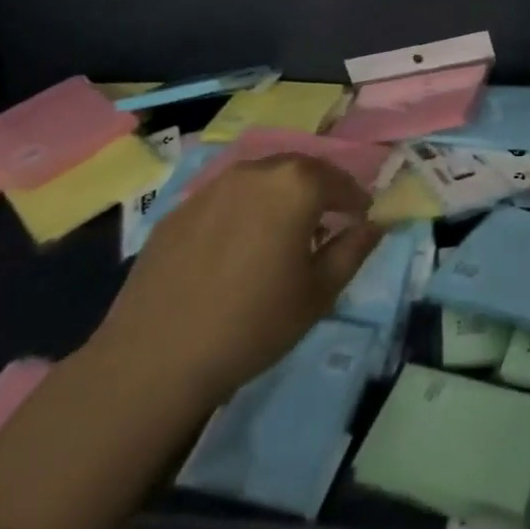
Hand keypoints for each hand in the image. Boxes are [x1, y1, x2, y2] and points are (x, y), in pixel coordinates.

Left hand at [90, 154, 384, 408]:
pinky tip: (237, 250)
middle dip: (319, 192)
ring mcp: (212, 188)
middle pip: (299, 171)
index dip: (356, 201)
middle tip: (326, 224)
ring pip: (260, 182)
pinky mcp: (178, 210)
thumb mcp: (319, 292)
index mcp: (295, 185)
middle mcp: (255, 172)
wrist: (155, 357)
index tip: (361, 221)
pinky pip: (225, 200)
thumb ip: (353, 250)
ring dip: (280, 199)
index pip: (339, 181)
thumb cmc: (253, 324)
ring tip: (281, 236)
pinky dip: (243, 213)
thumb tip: (374, 224)